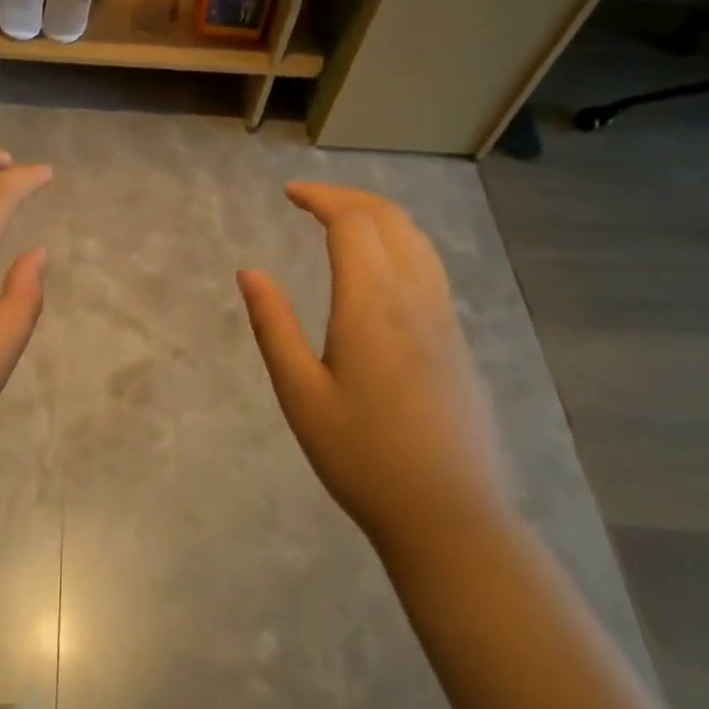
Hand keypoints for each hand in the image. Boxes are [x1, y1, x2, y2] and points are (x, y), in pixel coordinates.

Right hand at [237, 183, 513, 567]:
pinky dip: (400, 242)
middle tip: (311, 199)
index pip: (352, 222)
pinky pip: (430, 266)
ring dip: (379, 215)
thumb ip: (274, 326)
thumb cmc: (362, 457)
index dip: (321, 197)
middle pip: (390, 219)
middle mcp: (415, 297)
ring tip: (343, 220)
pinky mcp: (458, 341)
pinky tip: (380, 267)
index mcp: (372, 304)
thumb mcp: (300, 394)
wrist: (449, 515)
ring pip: (417, 239)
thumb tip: (250, 272)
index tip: (290, 193)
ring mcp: (444, 318)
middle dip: (349, 197)